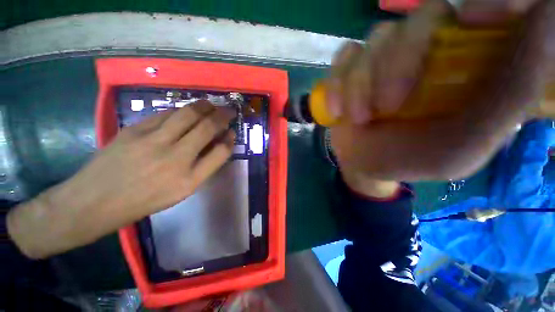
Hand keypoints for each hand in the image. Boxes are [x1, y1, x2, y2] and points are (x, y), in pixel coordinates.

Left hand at [7, 100, 235, 258]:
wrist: (94, 201)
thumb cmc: (144, 201)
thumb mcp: (181, 191)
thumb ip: (202, 167)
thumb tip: (216, 144)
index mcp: (189, 180)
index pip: (221, 153)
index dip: (230, 140)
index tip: (233, 132)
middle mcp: (175, 158)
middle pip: (207, 127)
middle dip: (223, 115)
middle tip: (229, 110)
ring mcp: (152, 141)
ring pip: (187, 114)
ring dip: (205, 106)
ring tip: (212, 105)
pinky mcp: (134, 130)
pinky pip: (166, 114)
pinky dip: (181, 110)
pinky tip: (186, 111)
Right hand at [329, 0, 553, 180]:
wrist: (367, 163)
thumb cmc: (413, 160)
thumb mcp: (467, 145)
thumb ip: (510, 98)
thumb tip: (548, 24)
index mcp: (468, 64)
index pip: (489, 6)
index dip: (493, 1)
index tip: (479, 21)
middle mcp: (430, 48)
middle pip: (420, 18)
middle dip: (398, 63)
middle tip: (386, 107)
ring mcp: (383, 56)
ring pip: (374, 40)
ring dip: (360, 84)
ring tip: (358, 120)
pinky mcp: (351, 70)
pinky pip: (342, 60)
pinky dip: (336, 86)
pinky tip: (337, 112)